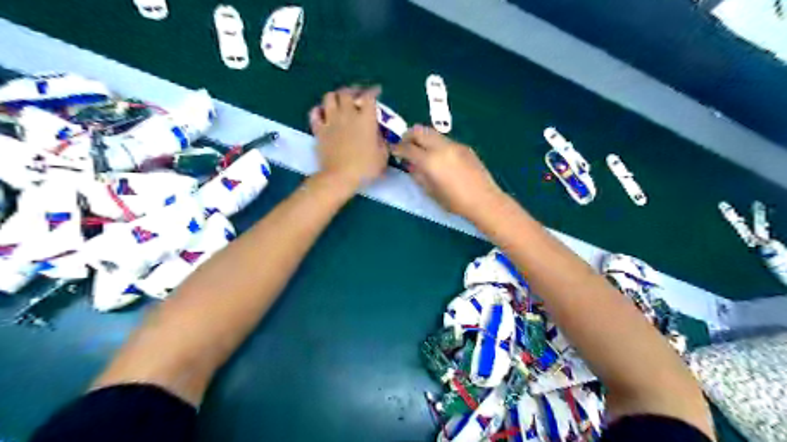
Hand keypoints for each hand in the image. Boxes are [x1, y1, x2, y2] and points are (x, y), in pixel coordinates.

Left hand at [310, 87, 390, 190]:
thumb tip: (379, 134)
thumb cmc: (365, 168)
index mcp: (366, 119)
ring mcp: (331, 121)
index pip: (369, 97)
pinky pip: (315, 113)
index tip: (377, 91)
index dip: (373, 91)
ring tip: (340, 101)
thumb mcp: (383, 156)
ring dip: (336, 96)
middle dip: (353, 90)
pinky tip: (323, 112)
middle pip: (347, 92)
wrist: (339, 177)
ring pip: (329, 97)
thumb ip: (382, 141)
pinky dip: (319, 110)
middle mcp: (347, 115)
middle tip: (357, 94)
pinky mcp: (319, 130)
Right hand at [391, 124, 503, 219]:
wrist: (483, 200)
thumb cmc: (454, 202)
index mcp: (430, 161)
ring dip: (423, 138)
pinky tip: (439, 157)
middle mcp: (441, 148)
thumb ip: (418, 175)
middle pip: (419, 131)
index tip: (393, 150)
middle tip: (405, 145)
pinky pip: (445, 140)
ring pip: (432, 133)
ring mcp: (454, 145)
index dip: (397, 148)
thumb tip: (411, 164)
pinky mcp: (464, 147)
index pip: (407, 147)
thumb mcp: (431, 191)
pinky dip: (436, 144)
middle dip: (408, 136)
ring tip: (421, 151)